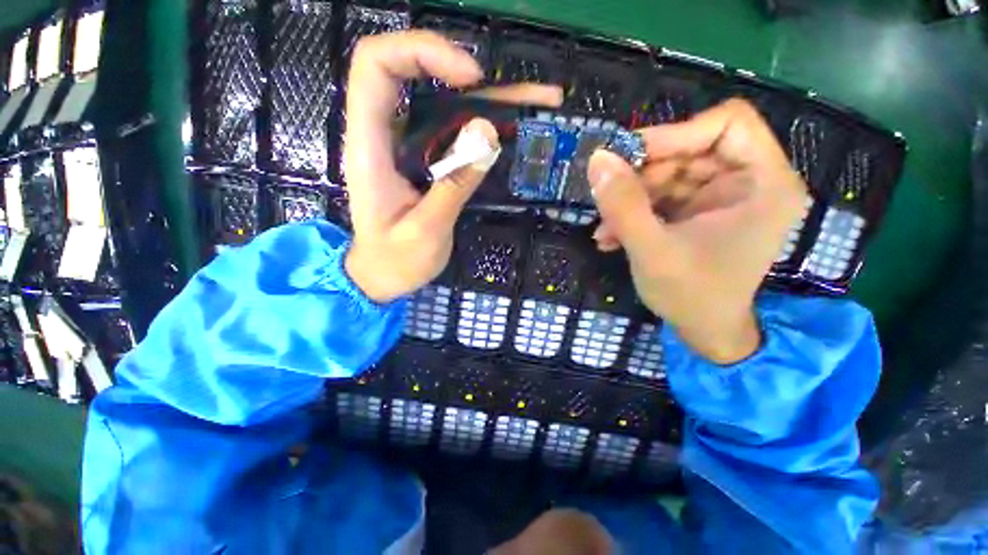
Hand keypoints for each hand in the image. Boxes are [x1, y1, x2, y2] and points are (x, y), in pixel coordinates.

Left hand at [343, 31, 561, 302]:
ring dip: (488, 96)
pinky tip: (516, 125)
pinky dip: (485, 123)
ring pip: (442, 100)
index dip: (422, 53)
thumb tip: (488, 134)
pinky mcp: (425, 158)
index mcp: (370, 147)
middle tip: (516, 93)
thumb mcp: (426, 230)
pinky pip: (454, 129)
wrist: (383, 276)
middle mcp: (385, 135)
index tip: (470, 80)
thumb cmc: (395, 260)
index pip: (377, 66)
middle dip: (465, 70)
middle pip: (413, 70)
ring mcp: (407, 145)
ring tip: (539, 100)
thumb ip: (454, 184)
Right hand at [588, 99, 807, 363]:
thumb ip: (623, 205)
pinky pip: (663, 196)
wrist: (703, 331)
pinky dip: (635, 211)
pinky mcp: (700, 211)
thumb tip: (597, 159)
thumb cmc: (691, 296)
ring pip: (669, 174)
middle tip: (608, 199)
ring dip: (631, 199)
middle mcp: (749, 181)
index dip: (675, 133)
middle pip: (690, 149)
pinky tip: (612, 236)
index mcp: (764, 182)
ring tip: (606, 229)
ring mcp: (722, 196)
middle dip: (643, 176)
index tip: (628, 157)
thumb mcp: (652, 250)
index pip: (727, 123)